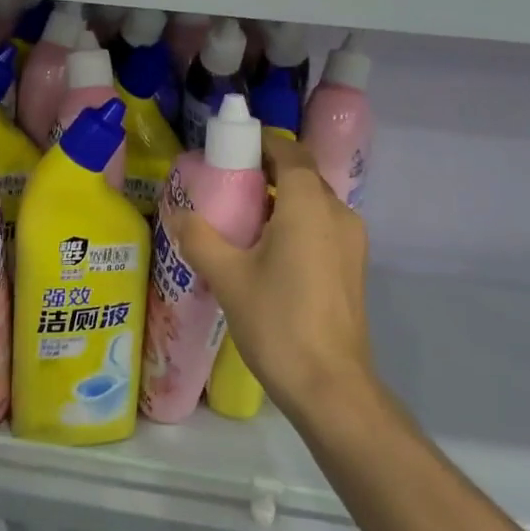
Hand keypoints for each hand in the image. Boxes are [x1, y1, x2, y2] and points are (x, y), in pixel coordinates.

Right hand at [176, 134, 372, 419]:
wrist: (331, 387)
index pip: (290, 152)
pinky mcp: (353, 266)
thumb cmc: (278, 322)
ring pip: (314, 202)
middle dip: (267, 172)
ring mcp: (351, 241)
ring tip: (242, 218)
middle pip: (302, 175)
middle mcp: (338, 213)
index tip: (231, 149)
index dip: (262, 143)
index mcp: (309, 205)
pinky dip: (296, 222)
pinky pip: (322, 226)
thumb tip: (176, 212)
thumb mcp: (227, 277)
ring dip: (282, 199)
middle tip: (228, 185)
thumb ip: (199, 237)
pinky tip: (267, 250)